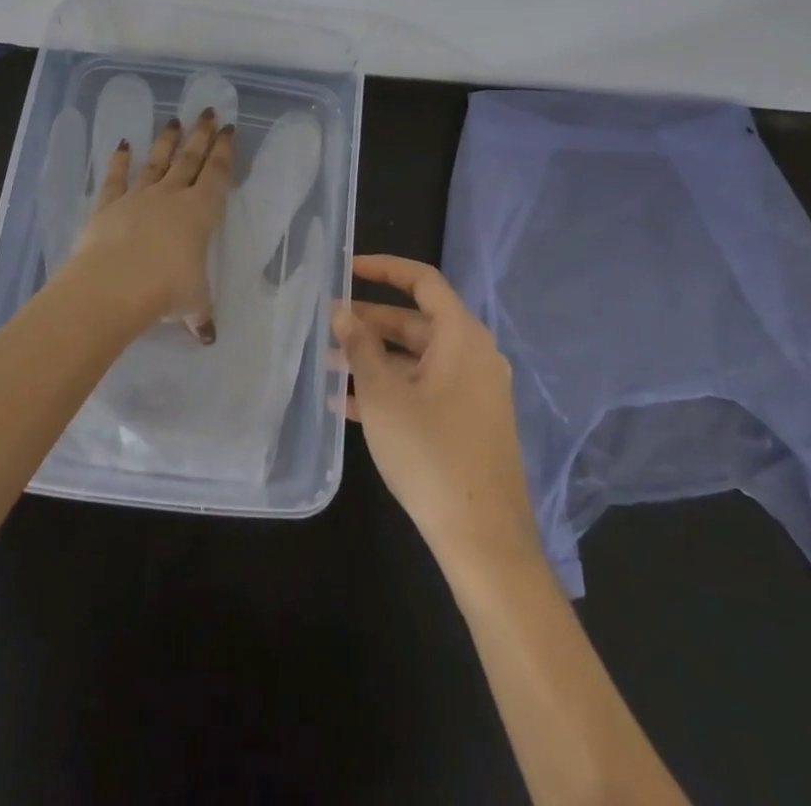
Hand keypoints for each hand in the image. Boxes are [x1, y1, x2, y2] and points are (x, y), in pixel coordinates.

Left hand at [66, 108, 235, 341]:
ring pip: (157, 163)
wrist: (112, 286)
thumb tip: (208, 336)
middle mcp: (171, 197)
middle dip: (201, 135)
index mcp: (200, 213)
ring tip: (174, 121)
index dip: (225, 152)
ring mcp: (138, 197)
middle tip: (209, 112)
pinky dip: (119, 161)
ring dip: (166, 142)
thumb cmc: (165, 290)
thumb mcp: (193, 303)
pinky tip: (122, 144)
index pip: (217, 175)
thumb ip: (200, 314)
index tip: (230, 130)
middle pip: (190, 159)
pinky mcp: (108, 205)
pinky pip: (116, 178)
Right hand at [333, 255, 541, 570]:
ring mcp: (473, 391)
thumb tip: (342, 312)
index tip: (347, 269)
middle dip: (370, 323)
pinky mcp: (468, 422)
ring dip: (374, 359)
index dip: (384, 268)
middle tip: (327, 325)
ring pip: (416, 359)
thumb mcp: (384, 396)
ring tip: (328, 365)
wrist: (483, 540)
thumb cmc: (431, 454)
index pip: (423, 281)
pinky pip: (425, 389)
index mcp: (462, 336)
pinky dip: (391, 389)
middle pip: (416, 322)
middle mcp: (473, 355)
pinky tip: (347, 405)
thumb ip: (360, 348)